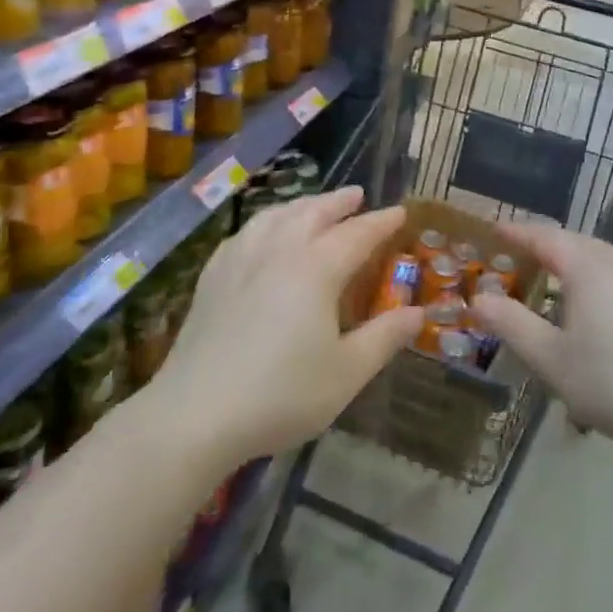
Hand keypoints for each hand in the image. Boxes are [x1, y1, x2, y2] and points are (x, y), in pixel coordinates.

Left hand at [154, 188, 422, 467]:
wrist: (194, 416)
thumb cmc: (280, 394)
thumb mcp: (346, 373)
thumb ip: (385, 338)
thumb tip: (419, 313)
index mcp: (316, 269)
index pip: (357, 234)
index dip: (381, 222)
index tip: (400, 212)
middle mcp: (279, 251)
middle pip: (314, 213)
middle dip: (339, 202)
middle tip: (358, 195)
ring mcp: (240, 260)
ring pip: (276, 216)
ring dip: (302, 205)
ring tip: (314, 205)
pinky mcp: (212, 277)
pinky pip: (245, 233)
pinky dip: (265, 222)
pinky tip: (263, 233)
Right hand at [469, 220, 612, 453]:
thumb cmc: (610, 379)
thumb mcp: (550, 357)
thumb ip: (512, 324)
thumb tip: (478, 299)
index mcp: (586, 265)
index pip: (544, 236)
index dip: (516, 233)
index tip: (492, 230)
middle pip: (571, 241)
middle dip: (540, 245)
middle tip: (512, 256)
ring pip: (595, 257)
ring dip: (567, 261)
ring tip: (544, 277)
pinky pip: (612, 274)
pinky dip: (588, 277)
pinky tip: (584, 305)